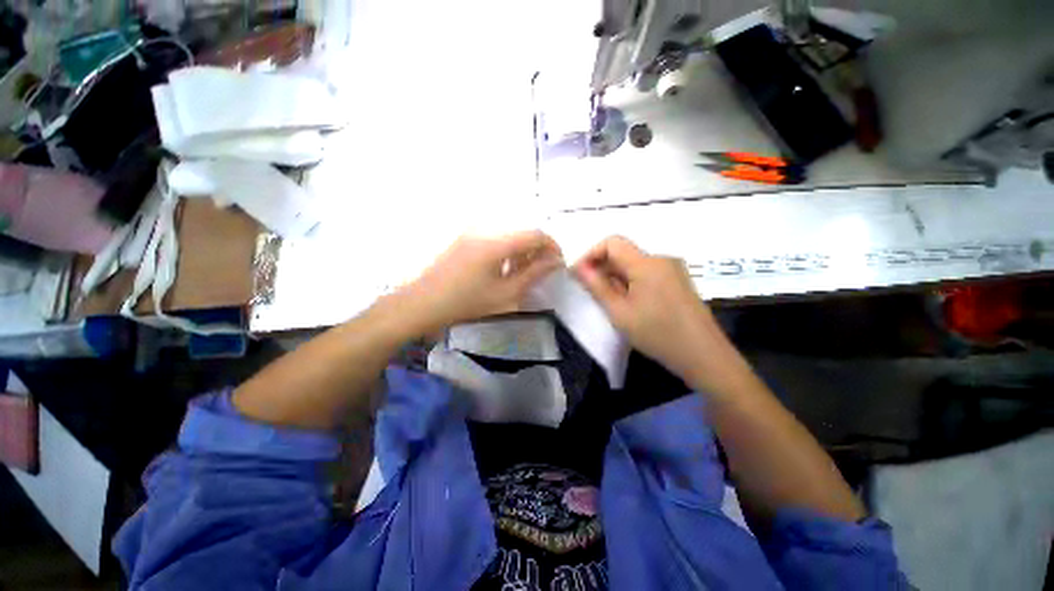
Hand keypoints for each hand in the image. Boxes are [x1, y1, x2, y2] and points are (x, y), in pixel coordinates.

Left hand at [400, 231, 562, 332]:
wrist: (422, 304)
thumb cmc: (466, 302)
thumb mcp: (505, 293)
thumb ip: (533, 274)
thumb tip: (555, 262)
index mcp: (496, 242)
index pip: (535, 234)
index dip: (552, 247)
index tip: (557, 263)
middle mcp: (485, 229)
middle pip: (521, 232)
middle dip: (536, 250)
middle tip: (539, 272)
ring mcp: (471, 232)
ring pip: (508, 235)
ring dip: (520, 251)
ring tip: (519, 274)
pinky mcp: (463, 238)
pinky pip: (493, 238)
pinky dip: (505, 250)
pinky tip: (501, 270)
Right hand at [573, 236, 725, 381]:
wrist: (704, 356)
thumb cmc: (658, 334)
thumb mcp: (620, 312)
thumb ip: (597, 286)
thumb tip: (579, 268)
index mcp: (646, 263)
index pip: (612, 242)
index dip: (591, 254)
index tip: (579, 275)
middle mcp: (661, 259)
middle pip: (623, 253)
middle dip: (602, 268)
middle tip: (590, 291)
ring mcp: (672, 269)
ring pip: (634, 264)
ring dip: (616, 276)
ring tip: (609, 301)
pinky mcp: (678, 280)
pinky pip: (647, 273)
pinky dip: (631, 282)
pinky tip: (629, 303)